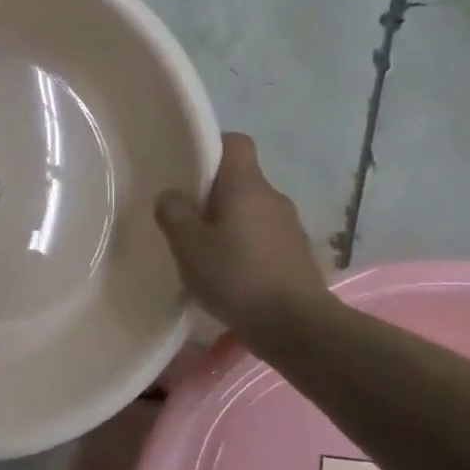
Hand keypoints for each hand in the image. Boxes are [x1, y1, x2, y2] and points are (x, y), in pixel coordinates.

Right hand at [154, 133, 333, 345]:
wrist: (297, 327)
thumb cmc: (237, 277)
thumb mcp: (189, 246)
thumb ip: (174, 214)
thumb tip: (171, 195)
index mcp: (247, 186)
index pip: (235, 143)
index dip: (211, 147)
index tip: (187, 166)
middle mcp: (273, 198)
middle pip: (240, 179)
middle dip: (212, 193)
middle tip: (184, 215)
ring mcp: (290, 226)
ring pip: (251, 210)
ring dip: (228, 222)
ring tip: (203, 249)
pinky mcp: (296, 254)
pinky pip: (262, 236)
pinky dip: (244, 245)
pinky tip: (227, 271)